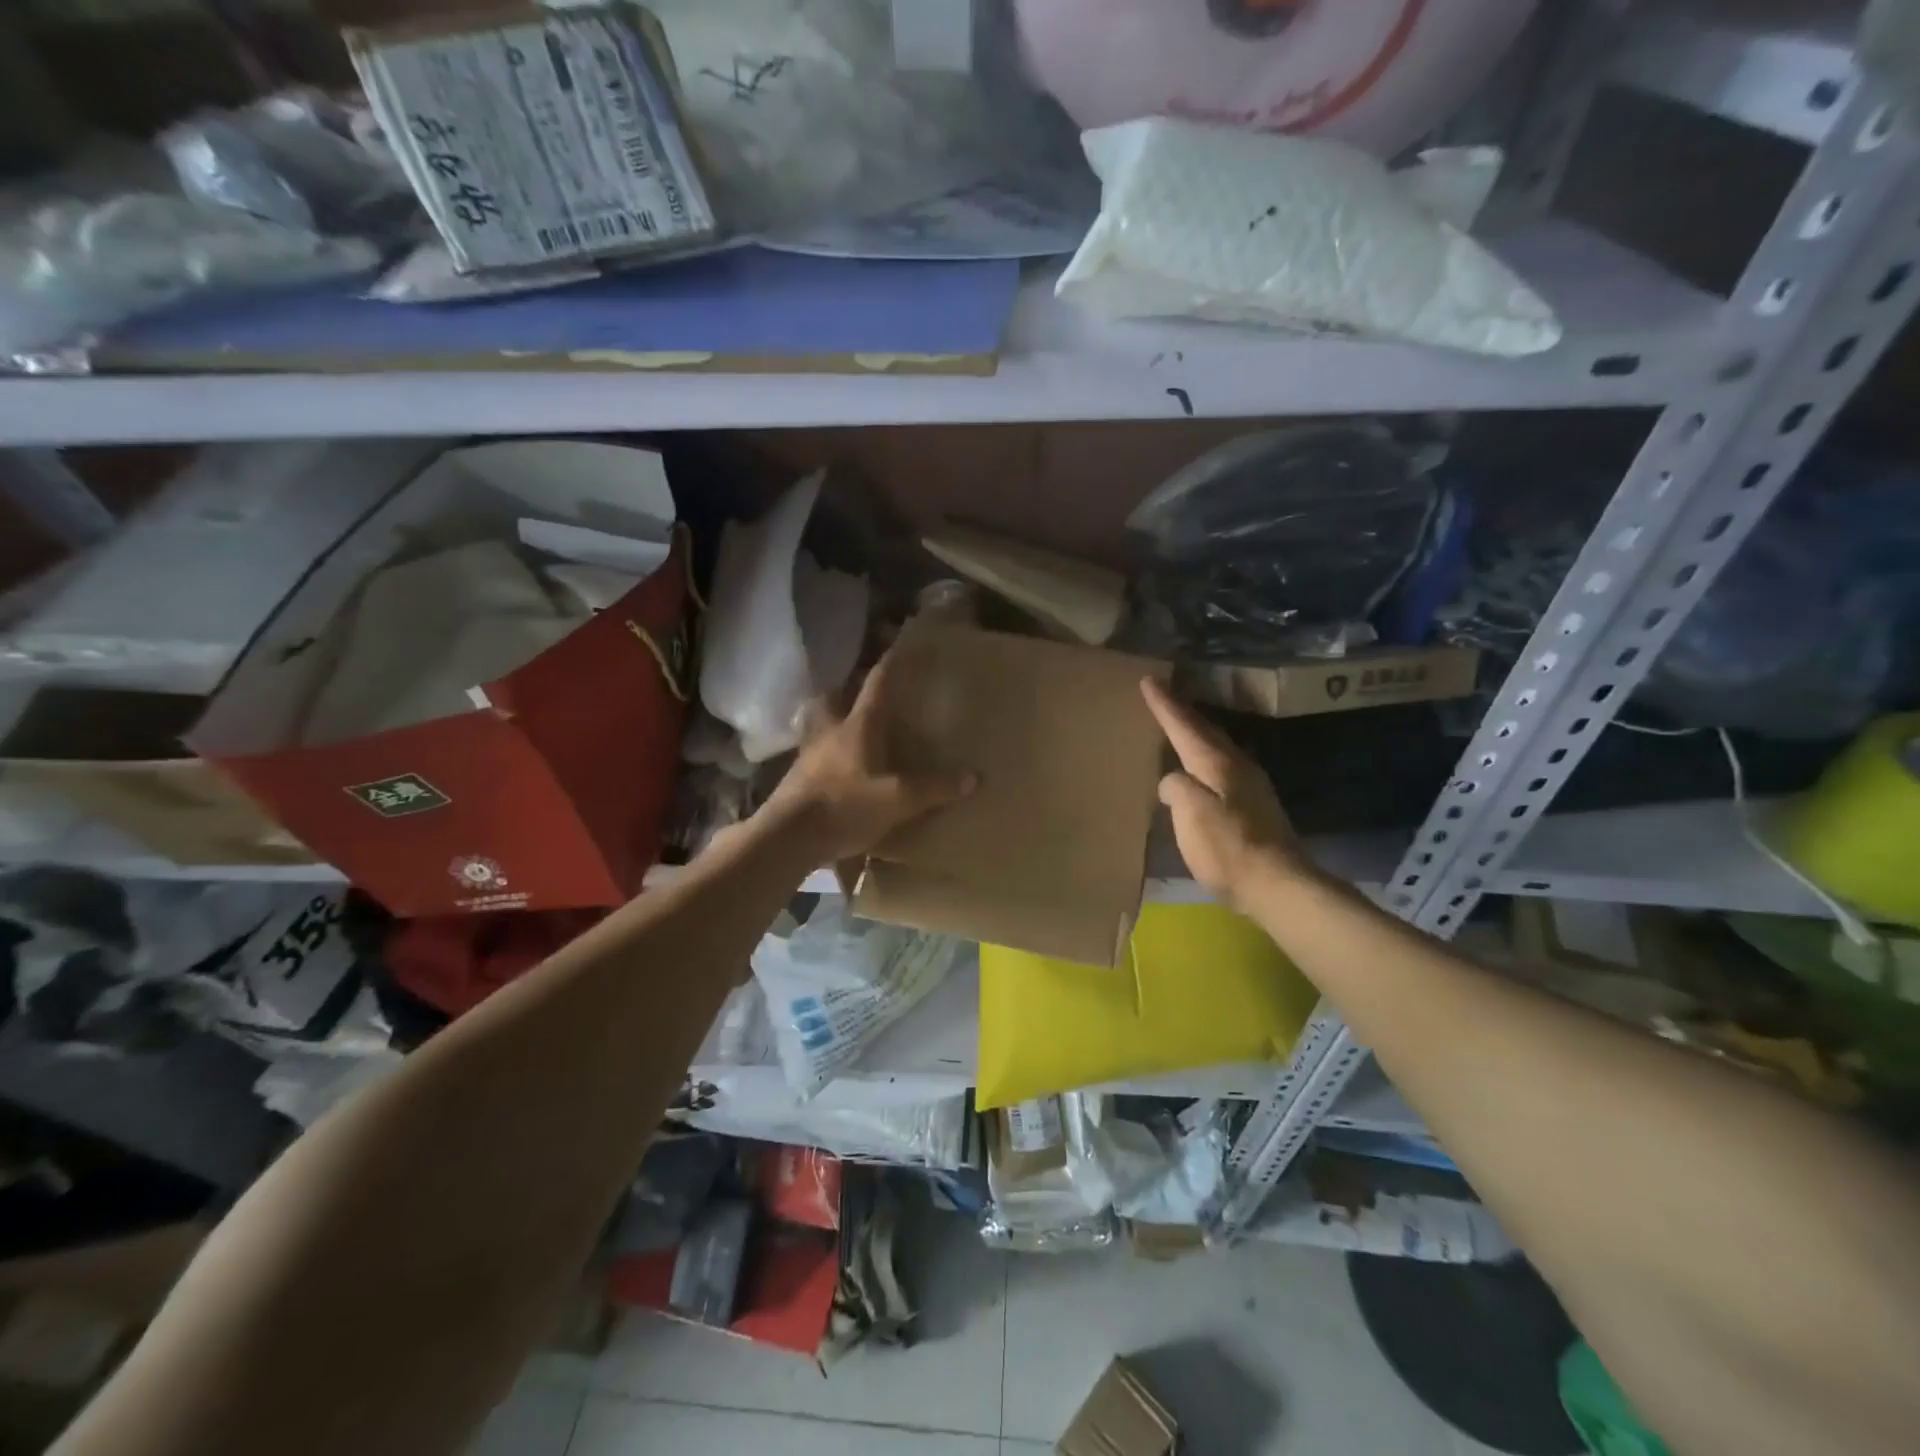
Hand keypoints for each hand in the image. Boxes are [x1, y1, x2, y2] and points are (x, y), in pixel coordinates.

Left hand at [757, 650, 975, 864]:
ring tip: (846, 730)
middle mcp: (830, 731)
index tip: (900, 645)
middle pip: (832, 698)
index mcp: (857, 726)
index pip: (876, 684)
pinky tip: (836, 769)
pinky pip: (812, 755)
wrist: (788, 837)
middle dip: (844, 690)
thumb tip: (974, 777)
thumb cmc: (845, 806)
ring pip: (817, 725)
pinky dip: (823, 755)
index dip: (890, 663)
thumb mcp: (898, 800)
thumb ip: (935, 788)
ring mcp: (808, 755)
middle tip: (858, 692)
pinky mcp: (796, 779)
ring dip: (829, 720)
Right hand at [1140, 677, 1309, 909]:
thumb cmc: (1229, 848)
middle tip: (1163, 697)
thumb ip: (1176, 788)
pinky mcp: (1255, 807)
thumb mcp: (1192, 814)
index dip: (1164, 705)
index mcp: (1218, 763)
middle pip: (1205, 731)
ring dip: (1196, 735)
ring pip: (1217, 748)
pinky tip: (1200, 770)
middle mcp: (1237, 766)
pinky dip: (1205, 758)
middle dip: (1183, 713)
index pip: (1185, 726)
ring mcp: (1251, 786)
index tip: (1149, 680)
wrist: (1278, 885)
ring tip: (1179, 729)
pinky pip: (1223, 768)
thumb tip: (1172, 781)